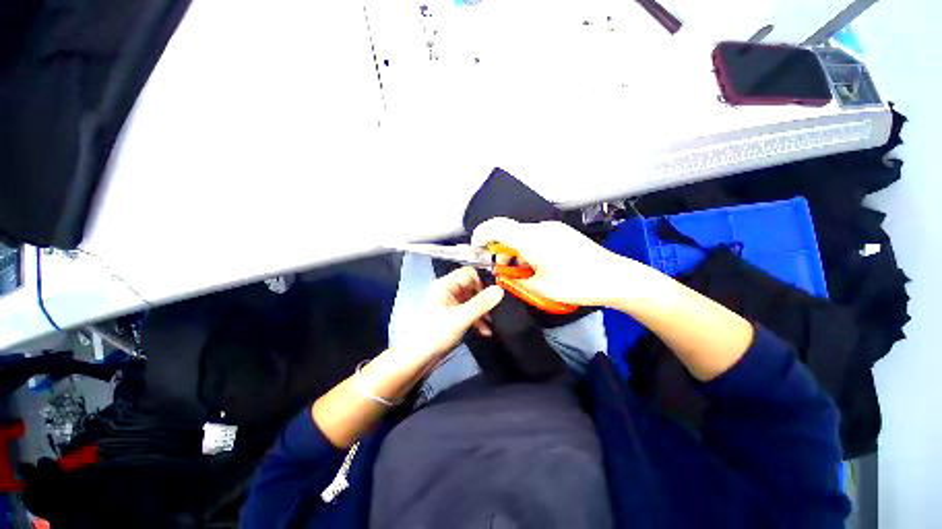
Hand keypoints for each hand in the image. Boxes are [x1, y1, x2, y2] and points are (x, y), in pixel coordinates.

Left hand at [397, 266, 504, 364]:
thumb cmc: (436, 333)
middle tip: (495, 312)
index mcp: (446, 285)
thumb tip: (500, 290)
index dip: (481, 282)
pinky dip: (476, 319)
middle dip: (484, 299)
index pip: (469, 273)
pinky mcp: (451, 315)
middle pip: (472, 287)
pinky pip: (467, 311)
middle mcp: (448, 291)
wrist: (418, 356)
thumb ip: (481, 303)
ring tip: (491, 324)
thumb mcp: (461, 317)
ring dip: (482, 311)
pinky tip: (484, 330)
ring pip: (471, 300)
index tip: (492, 296)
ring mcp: (449, 303)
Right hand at [472, 217, 634, 306]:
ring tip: (526, 272)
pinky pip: (536, 237)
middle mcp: (539, 228)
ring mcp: (553, 228)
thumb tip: (504, 275)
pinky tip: (540, 265)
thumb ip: (515, 280)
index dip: (480, 236)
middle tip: (505, 272)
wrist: (615, 277)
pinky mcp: (562, 233)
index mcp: (531, 239)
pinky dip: (528, 249)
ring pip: (522, 236)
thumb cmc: (576, 284)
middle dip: (501, 251)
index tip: (477, 250)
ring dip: (516, 252)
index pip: (495, 227)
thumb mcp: (540, 288)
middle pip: (508, 232)